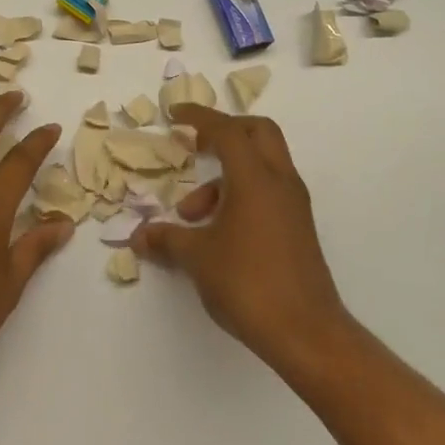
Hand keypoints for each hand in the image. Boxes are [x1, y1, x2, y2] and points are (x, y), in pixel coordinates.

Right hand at [133, 105, 355, 377]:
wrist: (305, 331)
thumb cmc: (247, 283)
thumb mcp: (197, 258)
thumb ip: (166, 239)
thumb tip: (139, 236)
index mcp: (256, 178)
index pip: (228, 131)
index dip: (199, 117)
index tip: (175, 114)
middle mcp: (280, 182)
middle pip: (258, 133)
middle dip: (224, 132)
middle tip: (193, 147)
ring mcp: (293, 205)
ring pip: (261, 166)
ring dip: (224, 178)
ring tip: (190, 217)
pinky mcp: (297, 227)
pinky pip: (267, 192)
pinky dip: (240, 196)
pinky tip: (216, 232)